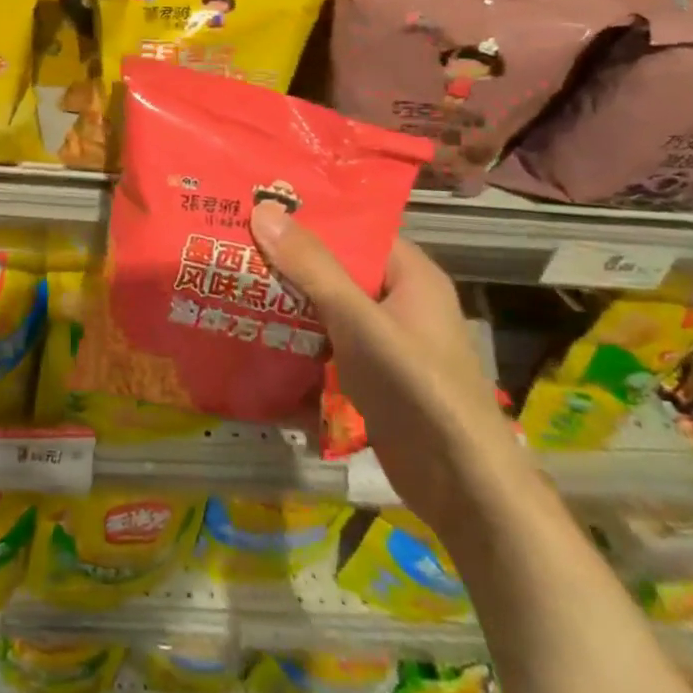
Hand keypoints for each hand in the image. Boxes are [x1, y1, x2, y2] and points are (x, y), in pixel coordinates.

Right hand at [250, 203, 528, 535]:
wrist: (462, 487)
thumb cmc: (416, 387)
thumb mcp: (358, 319)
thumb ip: (311, 266)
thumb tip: (263, 209)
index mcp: (410, 275)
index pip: (355, 229)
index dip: (309, 217)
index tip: (257, 205)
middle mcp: (399, 301)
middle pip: (335, 267)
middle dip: (287, 259)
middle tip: (231, 241)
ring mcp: (385, 341)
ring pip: (326, 306)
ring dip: (286, 298)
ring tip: (231, 279)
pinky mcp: (371, 375)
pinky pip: (326, 341)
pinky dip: (296, 336)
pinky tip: (253, 331)